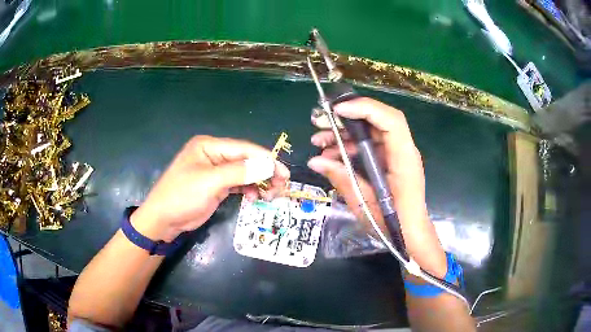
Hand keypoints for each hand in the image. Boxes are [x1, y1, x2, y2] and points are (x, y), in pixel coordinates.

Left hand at [131, 136, 289, 241]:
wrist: (164, 220)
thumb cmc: (182, 196)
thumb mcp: (209, 182)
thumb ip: (239, 172)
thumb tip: (268, 164)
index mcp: (209, 146)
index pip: (243, 148)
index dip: (265, 159)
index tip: (283, 171)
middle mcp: (214, 155)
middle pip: (246, 160)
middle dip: (264, 172)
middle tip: (281, 186)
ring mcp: (216, 171)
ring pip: (245, 173)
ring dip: (259, 183)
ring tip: (270, 195)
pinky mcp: (217, 186)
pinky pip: (239, 184)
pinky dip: (249, 190)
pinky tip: (254, 198)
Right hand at [308, 97, 446, 276]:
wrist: (410, 234)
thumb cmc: (393, 223)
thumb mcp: (365, 204)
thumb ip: (342, 179)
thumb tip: (315, 161)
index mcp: (403, 159)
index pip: (391, 121)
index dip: (365, 109)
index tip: (337, 111)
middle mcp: (403, 150)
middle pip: (377, 120)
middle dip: (347, 118)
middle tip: (319, 121)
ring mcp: (396, 154)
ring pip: (370, 131)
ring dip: (344, 133)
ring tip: (319, 141)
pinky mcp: (389, 161)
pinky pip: (369, 145)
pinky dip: (350, 146)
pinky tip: (331, 155)